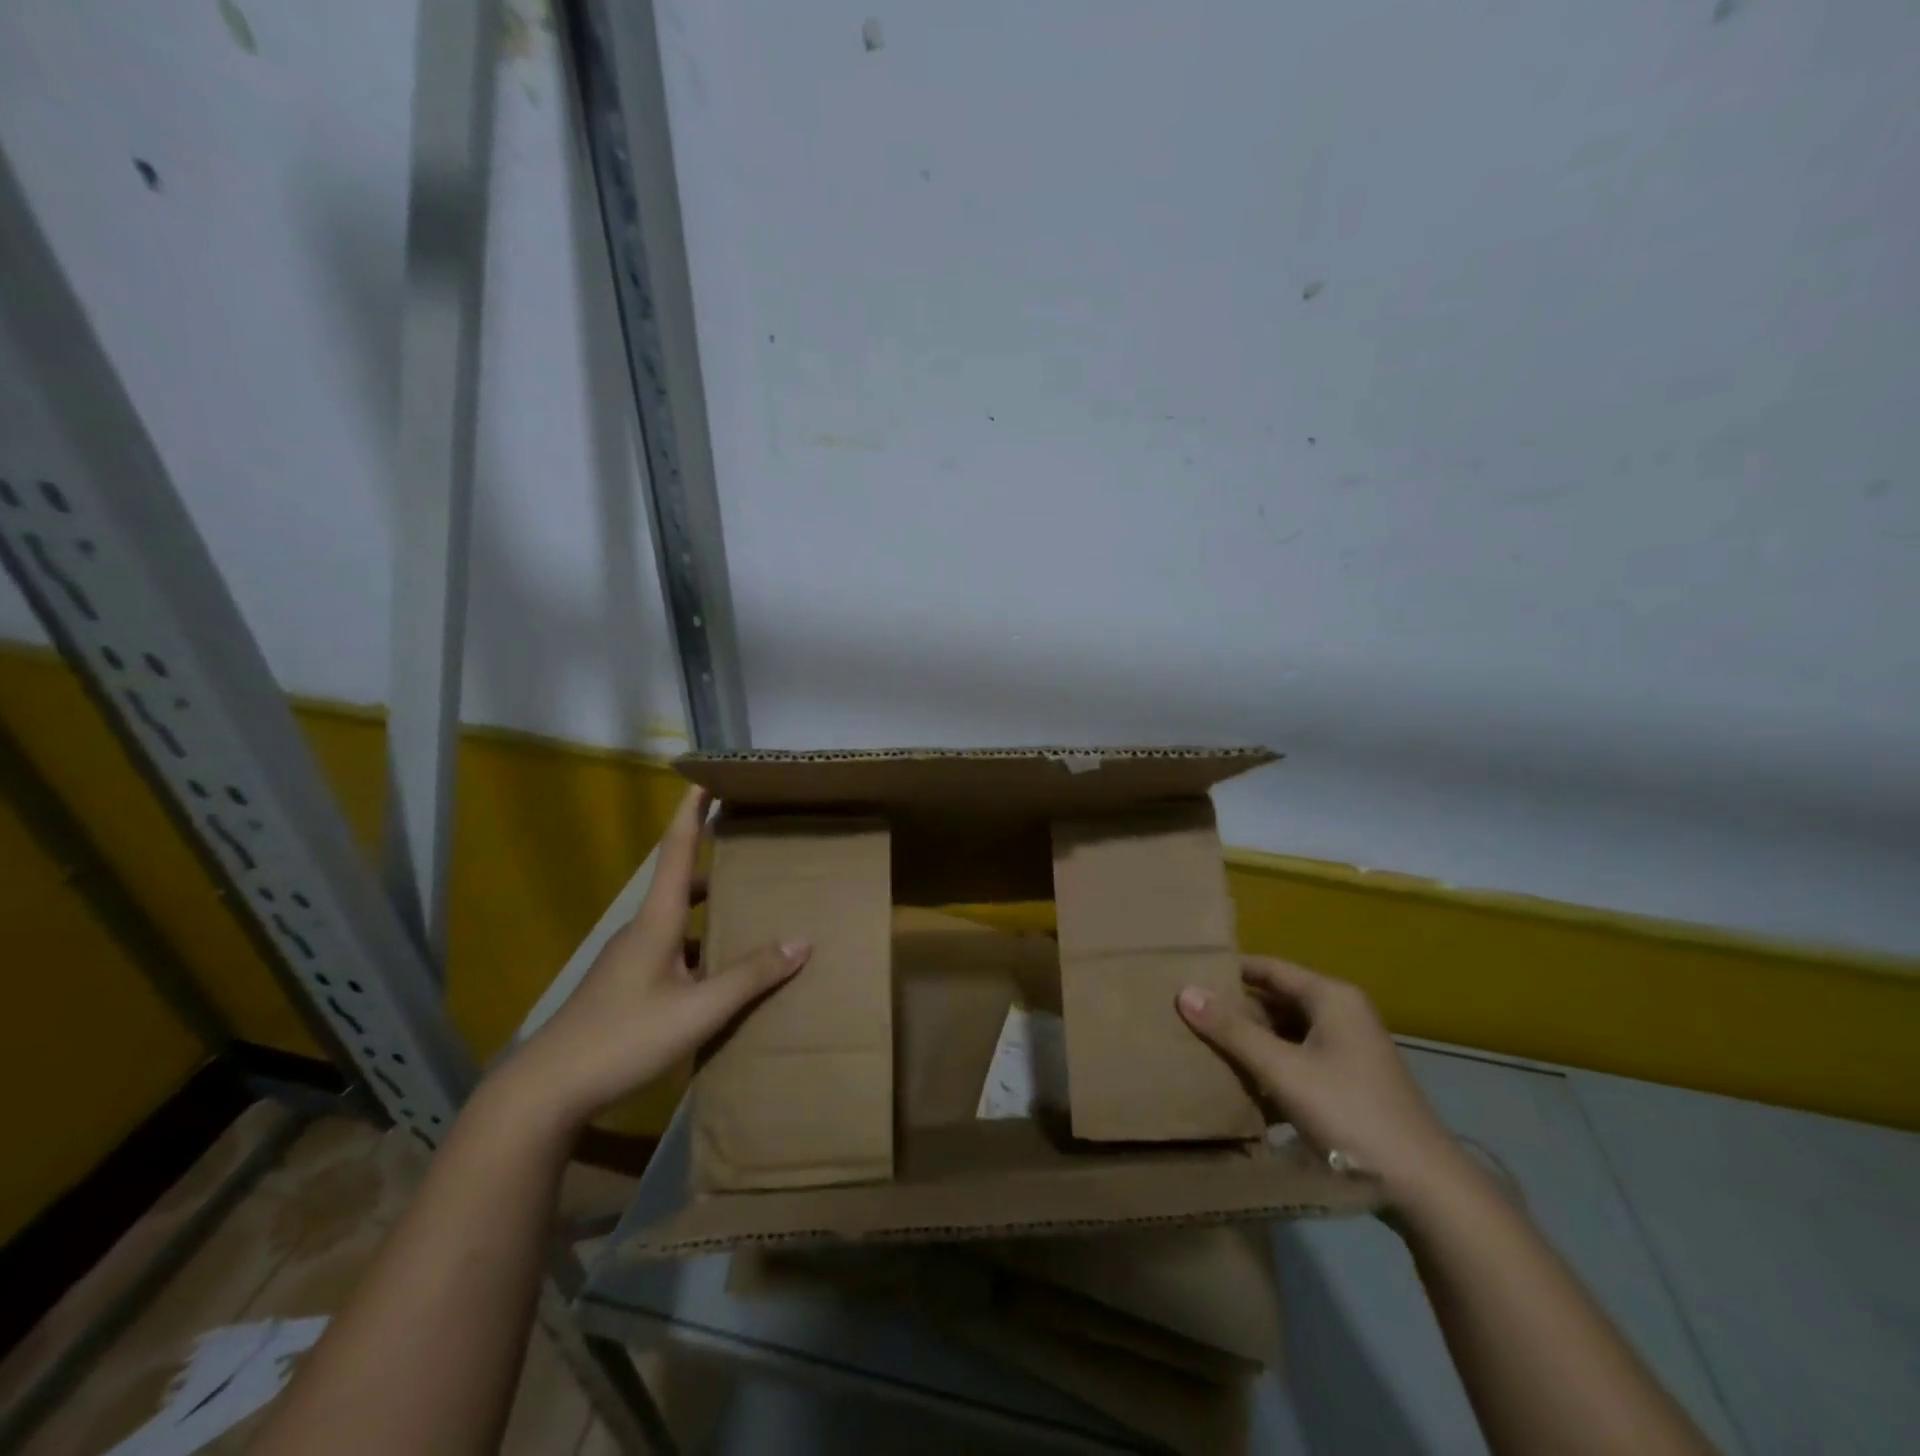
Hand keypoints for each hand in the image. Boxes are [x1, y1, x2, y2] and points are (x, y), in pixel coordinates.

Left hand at [507, 787, 810, 1126]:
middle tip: (751, 851)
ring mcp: (630, 960)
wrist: (547, 1090)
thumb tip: (801, 942)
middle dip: (714, 862)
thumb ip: (750, 976)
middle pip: (681, 883)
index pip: (678, 850)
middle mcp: (642, 931)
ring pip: (677, 921)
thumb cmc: (624, 1038)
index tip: (707, 778)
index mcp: (657, 921)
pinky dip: (699, 946)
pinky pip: (672, 950)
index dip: (692, 812)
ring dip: (710, 910)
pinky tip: (719, 974)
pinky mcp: (625, 986)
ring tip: (749, 912)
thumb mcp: (698, 1010)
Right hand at [1177, 958, 1466, 1209]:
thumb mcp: (1283, 1070)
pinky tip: (1240, 1082)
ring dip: (1250, 1040)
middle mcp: (1342, 1014)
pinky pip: (1298, 1059)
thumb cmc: (1350, 1114)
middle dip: (1235, 1008)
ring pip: (1286, 1032)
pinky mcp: (1349, 1082)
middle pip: (1276, 999)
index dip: (1228, 971)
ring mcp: (1348, 1050)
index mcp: (1332, 998)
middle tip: (1187, 1013)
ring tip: (1203, 1044)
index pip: (1268, 968)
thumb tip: (1184, 992)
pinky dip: (1270, 1065)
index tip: (1187, 976)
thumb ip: (1232, 1031)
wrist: (1425, 1190)